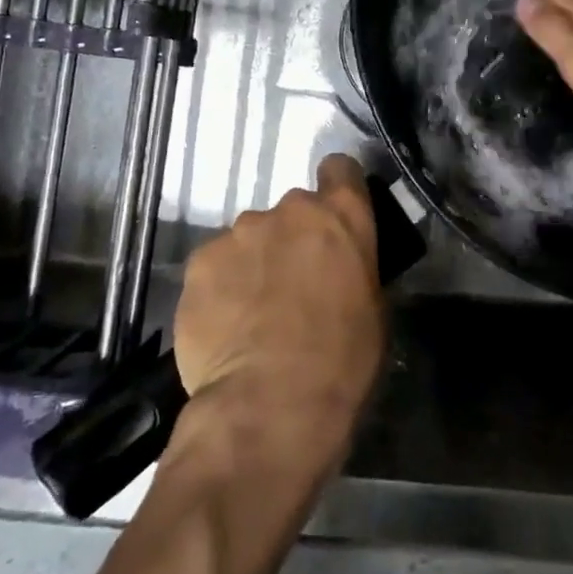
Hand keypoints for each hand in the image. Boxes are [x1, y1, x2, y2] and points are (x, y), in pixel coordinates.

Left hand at [173, 155, 385, 469]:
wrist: (271, 405)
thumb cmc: (343, 361)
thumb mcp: (374, 310)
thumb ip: (353, 269)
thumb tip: (339, 270)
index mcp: (341, 215)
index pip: (341, 169)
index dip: (338, 188)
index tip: (334, 217)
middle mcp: (289, 209)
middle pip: (291, 211)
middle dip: (292, 239)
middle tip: (292, 285)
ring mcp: (238, 233)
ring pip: (248, 239)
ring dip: (253, 264)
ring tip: (251, 315)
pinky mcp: (198, 263)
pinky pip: (214, 267)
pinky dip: (220, 288)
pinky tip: (224, 328)